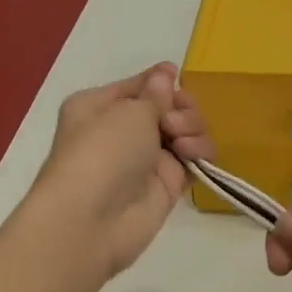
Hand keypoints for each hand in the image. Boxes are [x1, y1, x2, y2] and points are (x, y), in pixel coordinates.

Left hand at [28, 63, 212, 281]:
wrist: (92, 220)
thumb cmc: (102, 152)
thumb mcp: (128, 111)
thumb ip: (156, 94)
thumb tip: (165, 72)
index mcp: (99, 105)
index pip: (140, 85)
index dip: (161, 81)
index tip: (179, 78)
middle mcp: (121, 130)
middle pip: (168, 107)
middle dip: (180, 108)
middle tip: (173, 123)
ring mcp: (145, 159)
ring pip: (184, 131)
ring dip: (192, 129)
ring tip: (181, 144)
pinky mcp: (166, 185)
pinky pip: (193, 159)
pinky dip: (200, 153)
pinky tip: (193, 156)